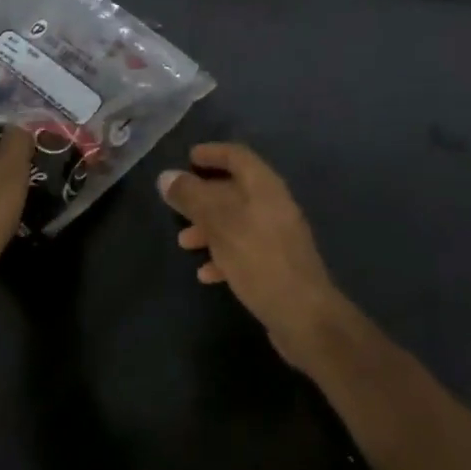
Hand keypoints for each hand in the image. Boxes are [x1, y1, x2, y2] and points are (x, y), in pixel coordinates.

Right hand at [158, 143, 349, 368]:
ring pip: (237, 221)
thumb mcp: (220, 224)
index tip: (188, 157)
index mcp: (265, 186)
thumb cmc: (260, 259)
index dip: (213, 153)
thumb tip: (166, 176)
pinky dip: (223, 254)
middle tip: (178, 203)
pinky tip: (206, 273)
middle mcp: (274, 204)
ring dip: (209, 228)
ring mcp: (277, 236)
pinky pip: (244, 249)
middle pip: (235, 189)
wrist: (304, 316)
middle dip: (204, 195)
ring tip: (184, 242)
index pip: (238, 156)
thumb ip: (192, 198)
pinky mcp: (277, 265)